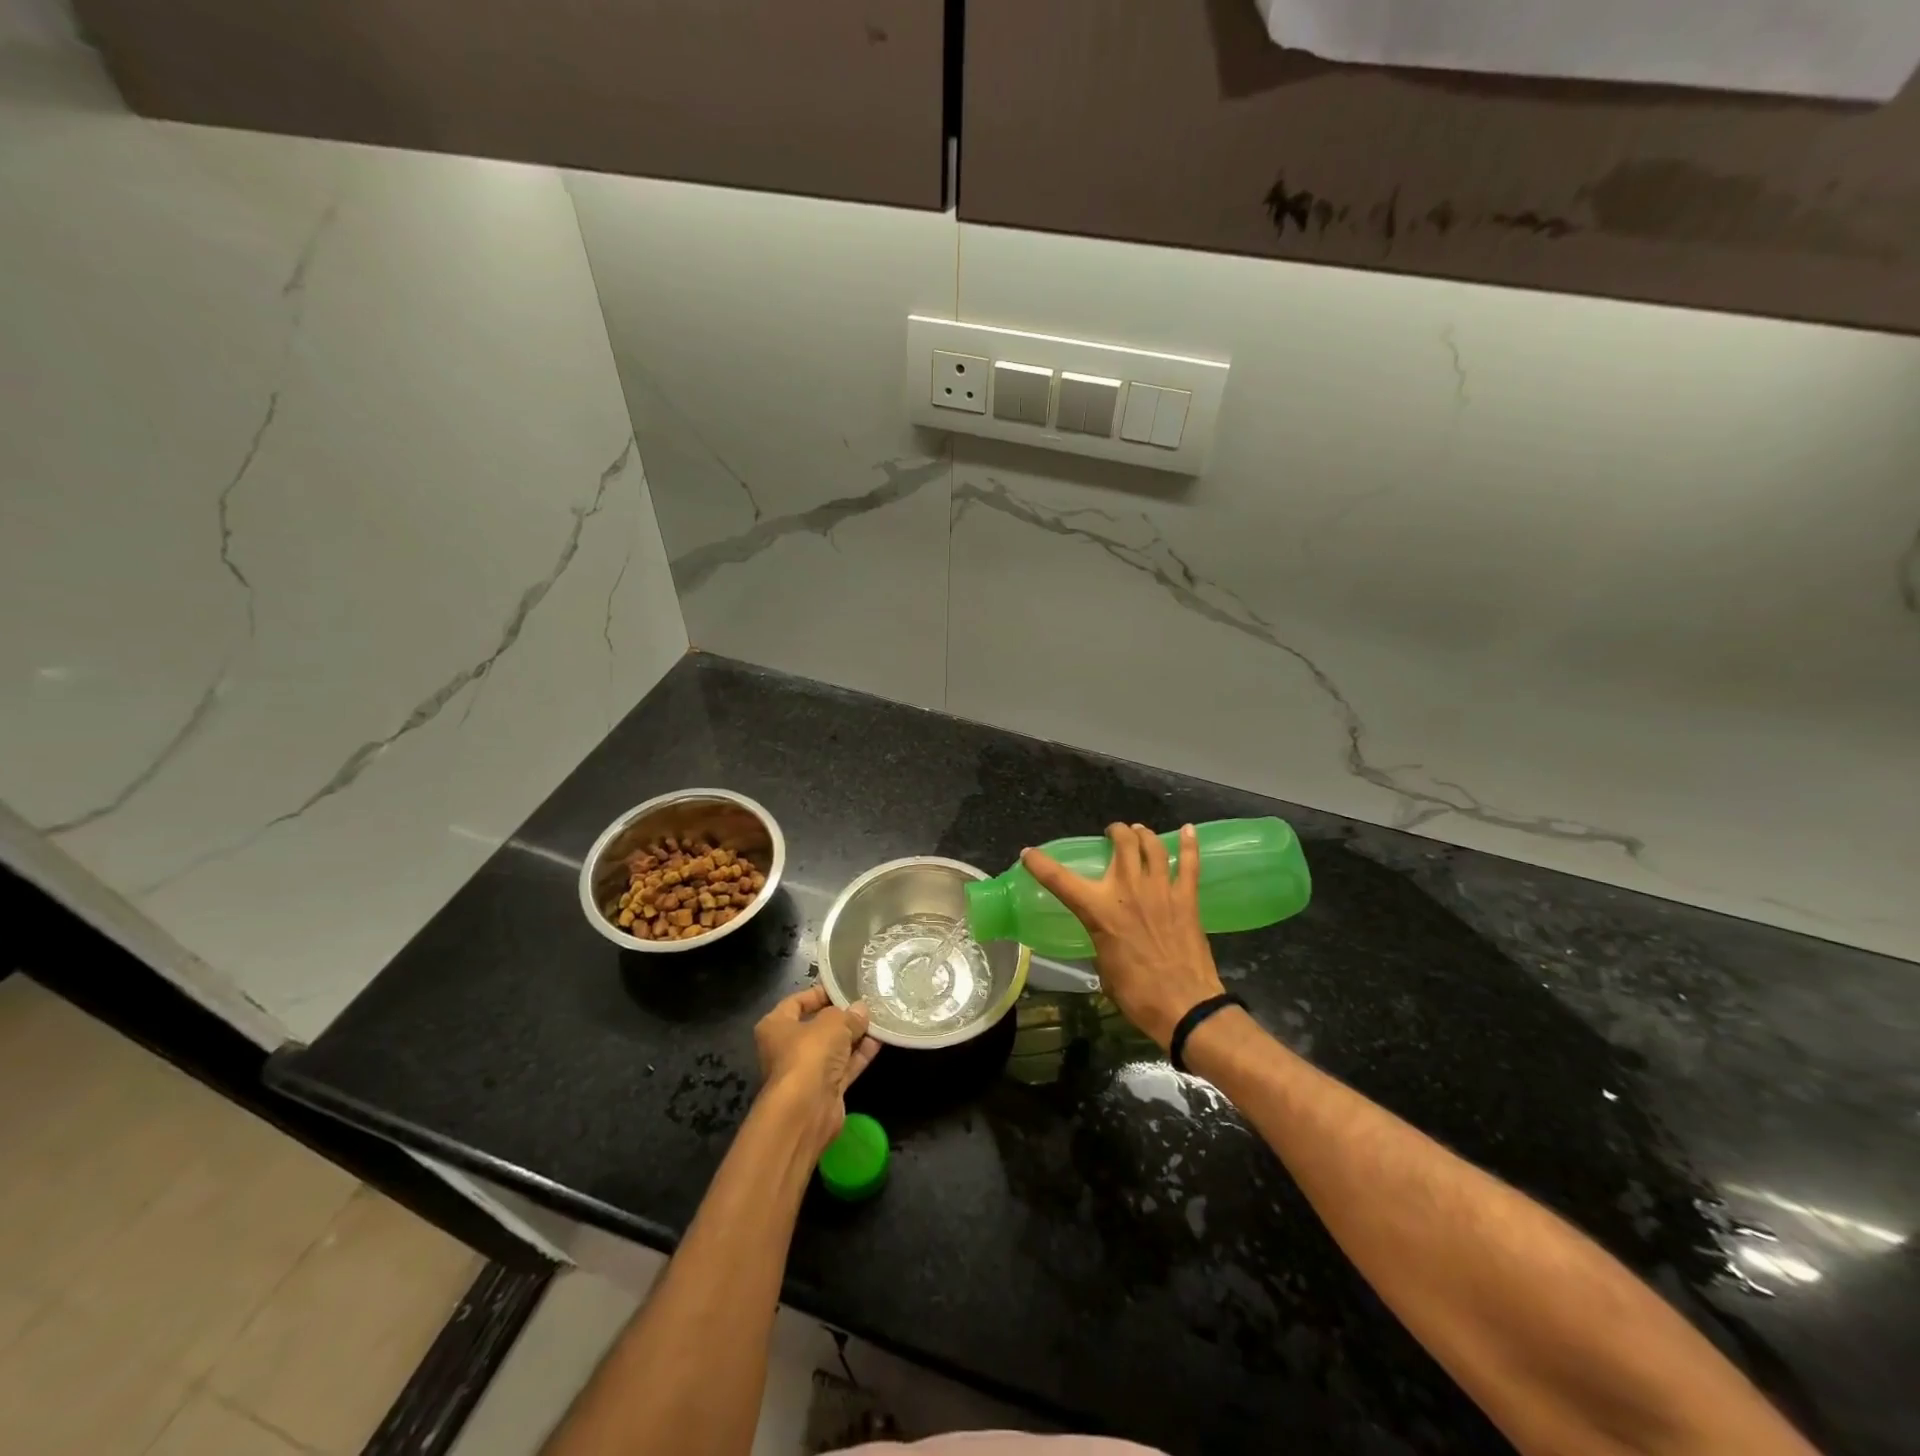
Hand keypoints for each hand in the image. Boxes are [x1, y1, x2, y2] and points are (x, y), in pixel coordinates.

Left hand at [753, 985, 879, 1156]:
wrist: (806, 1111)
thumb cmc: (809, 1054)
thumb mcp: (832, 1023)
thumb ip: (848, 1014)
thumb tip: (861, 1010)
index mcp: (776, 1026)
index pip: (796, 1002)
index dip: (819, 993)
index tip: (843, 988)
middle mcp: (787, 1048)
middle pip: (817, 1026)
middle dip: (842, 1016)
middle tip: (866, 1003)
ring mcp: (806, 1071)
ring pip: (833, 1048)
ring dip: (854, 1036)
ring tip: (879, 1019)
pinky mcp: (824, 1090)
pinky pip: (844, 1066)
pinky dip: (859, 1054)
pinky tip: (879, 1040)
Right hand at [1021, 822, 1224, 1048]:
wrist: (1183, 1006)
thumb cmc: (1136, 993)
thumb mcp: (1103, 965)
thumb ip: (1100, 938)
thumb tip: (1104, 933)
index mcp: (1099, 911)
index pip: (1060, 880)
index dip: (1040, 864)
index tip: (1029, 853)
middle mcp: (1128, 890)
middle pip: (1122, 843)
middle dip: (1116, 832)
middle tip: (1113, 834)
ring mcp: (1161, 890)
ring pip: (1152, 846)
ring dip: (1143, 834)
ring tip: (1139, 832)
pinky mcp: (1187, 899)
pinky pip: (1189, 863)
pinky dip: (1188, 844)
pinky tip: (1187, 830)